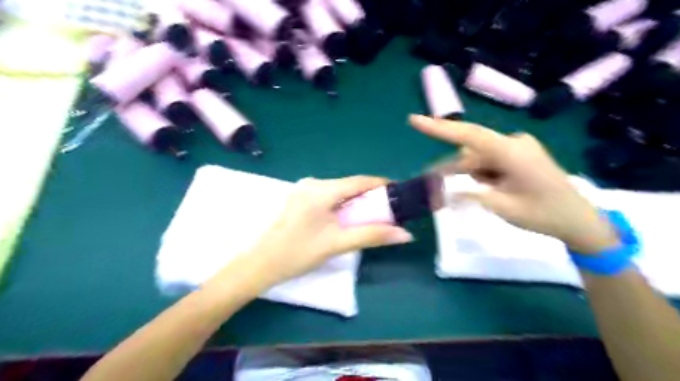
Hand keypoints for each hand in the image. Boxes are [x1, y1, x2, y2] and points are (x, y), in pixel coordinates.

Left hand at [234, 176, 413, 288]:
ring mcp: (303, 190)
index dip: (381, 185)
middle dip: (369, 196)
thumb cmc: (299, 253)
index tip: (398, 192)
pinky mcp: (299, 199)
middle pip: (349, 186)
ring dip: (355, 202)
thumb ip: (372, 235)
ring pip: (338, 191)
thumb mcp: (338, 243)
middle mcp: (312, 184)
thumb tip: (405, 235)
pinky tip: (346, 218)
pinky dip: (341, 205)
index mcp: (321, 190)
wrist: (260, 264)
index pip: (359, 181)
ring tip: (370, 216)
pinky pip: (327, 197)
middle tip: (386, 210)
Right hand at [408, 115, 619, 254]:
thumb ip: (471, 194)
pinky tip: (489, 191)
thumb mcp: (504, 207)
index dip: (439, 127)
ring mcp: (517, 148)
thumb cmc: (545, 215)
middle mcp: (513, 143)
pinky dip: (481, 175)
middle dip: (454, 170)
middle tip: (437, 190)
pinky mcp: (519, 155)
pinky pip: (489, 162)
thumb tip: (443, 190)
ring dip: (470, 176)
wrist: (580, 220)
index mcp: (512, 152)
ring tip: (478, 196)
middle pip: (471, 151)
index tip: (414, 121)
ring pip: (479, 158)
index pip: (469, 135)